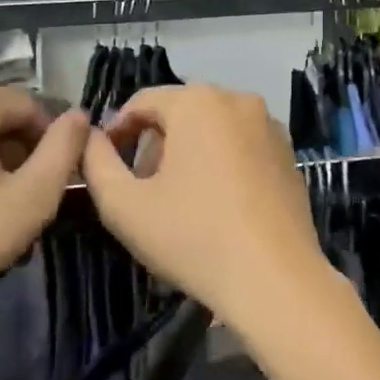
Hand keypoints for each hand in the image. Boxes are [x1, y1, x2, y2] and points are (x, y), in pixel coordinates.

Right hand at [82, 85, 340, 338]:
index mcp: (198, 101)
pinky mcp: (289, 155)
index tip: (105, 165)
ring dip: (188, 154)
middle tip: (141, 188)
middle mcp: (238, 100)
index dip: (117, 131)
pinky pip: (241, 146)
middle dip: (154, 144)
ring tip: (177, 200)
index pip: (142, 102)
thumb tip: (90, 138)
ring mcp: (270, 126)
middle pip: (180, 112)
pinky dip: (221, 163)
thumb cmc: (193, 236)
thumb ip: (96, 163)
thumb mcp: (124, 205)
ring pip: (212, 128)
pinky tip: (217, 206)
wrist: (275, 279)